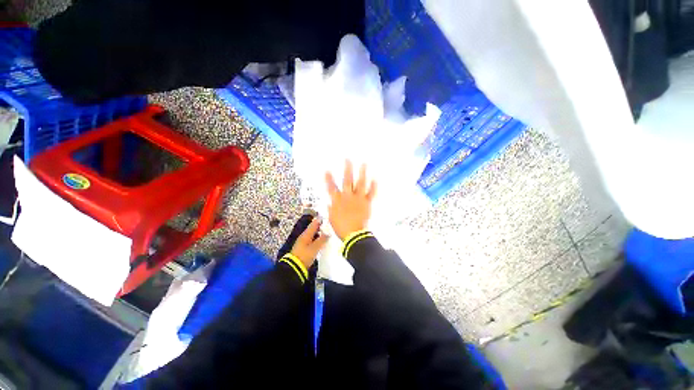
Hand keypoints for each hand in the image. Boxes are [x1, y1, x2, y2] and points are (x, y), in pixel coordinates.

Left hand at [290, 218, 329, 267]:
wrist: (294, 268)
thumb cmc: (305, 255)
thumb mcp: (315, 247)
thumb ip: (322, 240)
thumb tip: (328, 233)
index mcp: (306, 235)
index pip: (313, 225)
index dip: (319, 220)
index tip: (325, 217)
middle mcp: (304, 237)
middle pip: (312, 229)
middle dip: (319, 226)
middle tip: (328, 224)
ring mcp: (303, 243)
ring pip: (312, 235)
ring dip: (318, 233)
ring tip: (326, 232)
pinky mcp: (304, 249)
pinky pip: (312, 240)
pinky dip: (317, 239)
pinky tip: (321, 241)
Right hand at [325, 161, 376, 240]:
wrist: (353, 234)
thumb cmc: (341, 227)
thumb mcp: (332, 218)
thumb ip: (331, 209)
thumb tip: (329, 204)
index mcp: (337, 200)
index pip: (331, 187)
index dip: (329, 179)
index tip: (327, 170)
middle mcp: (347, 196)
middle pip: (347, 181)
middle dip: (347, 169)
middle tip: (348, 159)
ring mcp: (358, 199)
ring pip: (360, 183)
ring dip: (362, 173)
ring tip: (364, 164)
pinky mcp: (366, 203)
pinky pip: (371, 193)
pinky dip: (373, 186)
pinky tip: (375, 179)